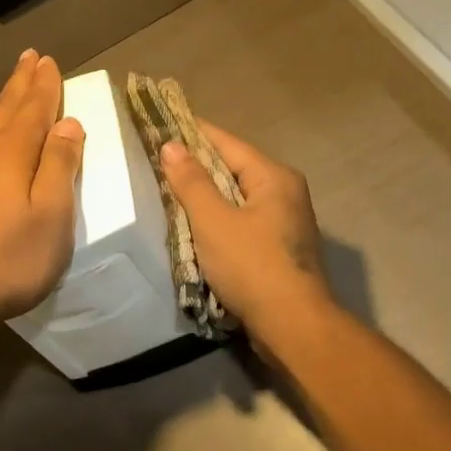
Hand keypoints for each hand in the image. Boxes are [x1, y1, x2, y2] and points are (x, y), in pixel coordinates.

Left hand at [0, 49, 85, 327]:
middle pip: (3, 107)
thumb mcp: (52, 215)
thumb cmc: (8, 259)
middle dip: (18, 80)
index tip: (49, 60)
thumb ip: (60, 166)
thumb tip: (68, 123)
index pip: (35, 109)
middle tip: (26, 54)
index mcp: (14, 153)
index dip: (45, 85)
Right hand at [158, 122, 333, 340]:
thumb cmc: (252, 266)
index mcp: (274, 177)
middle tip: (157, 162)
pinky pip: (243, 223)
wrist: (293, 325)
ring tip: (168, 193)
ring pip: (237, 199)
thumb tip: (171, 145)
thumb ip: (191, 182)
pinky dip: (219, 222)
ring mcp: (286, 223)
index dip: (193, 133)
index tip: (162, 125)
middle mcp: (286, 193)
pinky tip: (195, 229)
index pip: (227, 143)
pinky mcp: (280, 250)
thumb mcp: (213, 221)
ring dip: (207, 198)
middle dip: (197, 167)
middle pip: (234, 169)